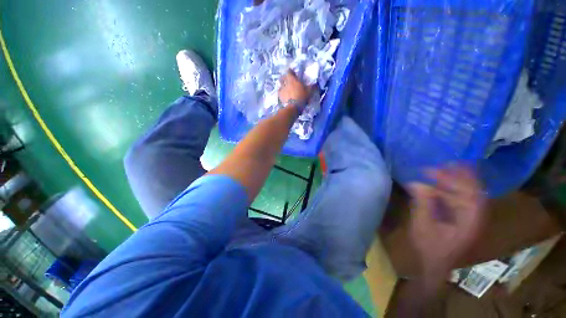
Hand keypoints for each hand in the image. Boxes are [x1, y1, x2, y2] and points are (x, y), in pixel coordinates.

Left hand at [278, 70, 310, 110]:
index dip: (290, 71)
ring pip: (280, 85)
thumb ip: (312, 87)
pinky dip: (281, 93)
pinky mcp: (279, 97)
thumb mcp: (309, 92)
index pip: (289, 71)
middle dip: (284, 78)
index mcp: (292, 79)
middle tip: (288, 80)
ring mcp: (281, 90)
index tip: (292, 73)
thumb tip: (316, 84)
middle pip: (282, 77)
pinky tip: (284, 95)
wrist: (292, 108)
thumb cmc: (301, 97)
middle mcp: (285, 83)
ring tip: (285, 88)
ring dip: (282, 85)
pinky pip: (279, 93)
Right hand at [409, 166, 486, 287]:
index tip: (439, 167)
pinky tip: (438, 185)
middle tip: (446, 162)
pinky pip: (458, 199)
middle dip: (460, 175)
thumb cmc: (430, 248)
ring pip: (466, 194)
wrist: (434, 265)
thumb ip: (423, 204)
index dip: (456, 178)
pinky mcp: (461, 218)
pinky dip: (449, 190)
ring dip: (454, 181)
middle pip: (472, 190)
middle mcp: (474, 216)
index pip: (469, 192)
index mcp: (469, 219)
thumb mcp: (423, 226)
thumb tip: (416, 183)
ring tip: (440, 169)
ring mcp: (468, 217)